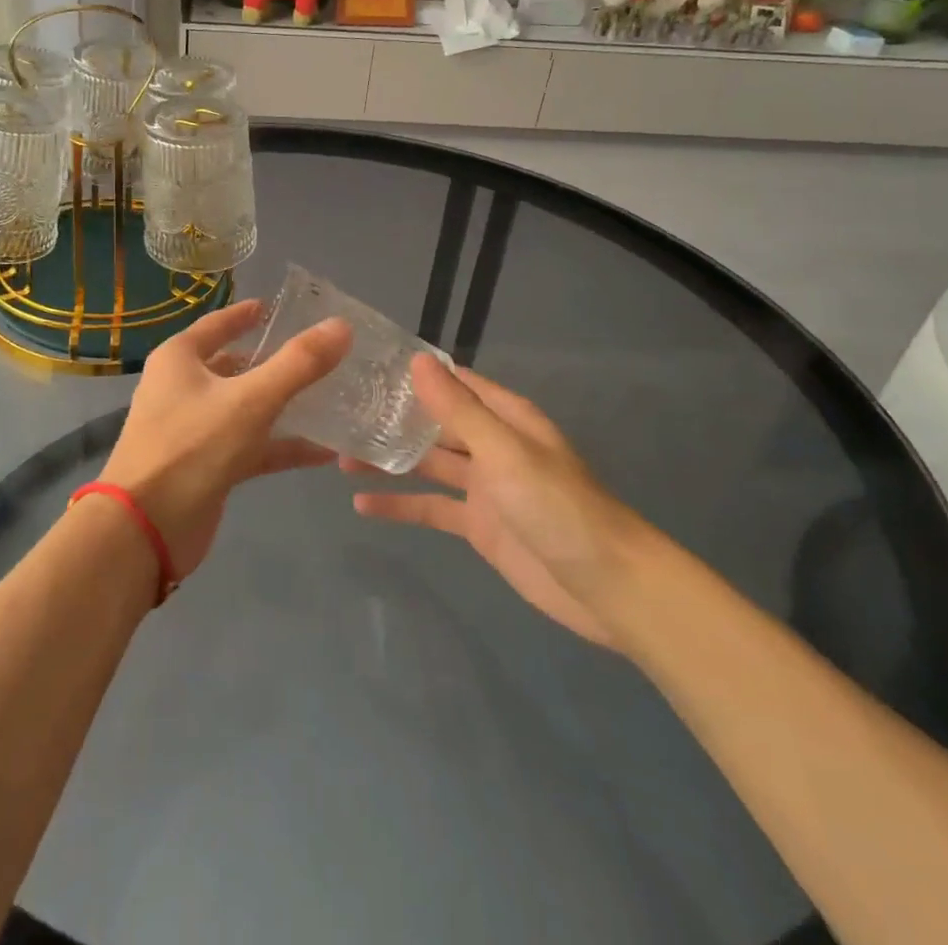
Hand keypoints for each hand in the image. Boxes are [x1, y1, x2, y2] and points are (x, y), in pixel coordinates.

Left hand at [96, 300, 350, 578]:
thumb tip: (341, 326)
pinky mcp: (208, 466)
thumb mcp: (250, 400)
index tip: (275, 308)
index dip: (246, 315)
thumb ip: (298, 364)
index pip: (218, 324)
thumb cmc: (191, 447)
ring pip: (246, 408)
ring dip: (283, 405)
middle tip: (319, 354)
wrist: (145, 530)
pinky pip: (251, 447)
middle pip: (235, 366)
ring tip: (331, 398)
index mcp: (180, 359)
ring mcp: (194, 429)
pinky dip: (282, 446)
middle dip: (273, 362)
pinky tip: (324, 452)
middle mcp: (183, 388)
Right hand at [345, 357, 648, 647]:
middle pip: (435, 424)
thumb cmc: (558, 506)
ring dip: (389, 461)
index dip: (414, 374)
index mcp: (504, 418)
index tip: (368, 367)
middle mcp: (491, 445)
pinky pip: (432, 508)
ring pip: (427, 465)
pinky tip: (362, 504)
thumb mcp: (505, 452)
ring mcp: (484, 488)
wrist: (608, 587)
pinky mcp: (478, 526)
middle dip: (393, 418)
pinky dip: (400, 505)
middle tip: (340, 413)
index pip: (454, 383)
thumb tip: (417, 361)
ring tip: (338, 456)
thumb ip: (458, 410)